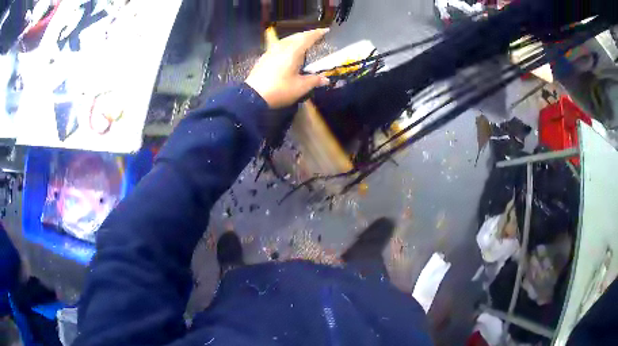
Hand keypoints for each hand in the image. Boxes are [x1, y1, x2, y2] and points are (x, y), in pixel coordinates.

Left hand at [246, 28, 330, 108]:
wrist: (253, 96)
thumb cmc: (280, 90)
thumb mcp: (300, 87)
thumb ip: (314, 81)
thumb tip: (325, 79)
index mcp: (293, 51)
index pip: (308, 38)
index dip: (317, 33)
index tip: (326, 30)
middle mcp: (282, 47)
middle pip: (296, 36)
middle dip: (307, 34)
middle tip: (316, 35)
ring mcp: (271, 51)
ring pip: (286, 40)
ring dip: (296, 38)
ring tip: (303, 41)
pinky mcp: (264, 57)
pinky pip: (279, 45)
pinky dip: (288, 44)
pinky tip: (288, 51)